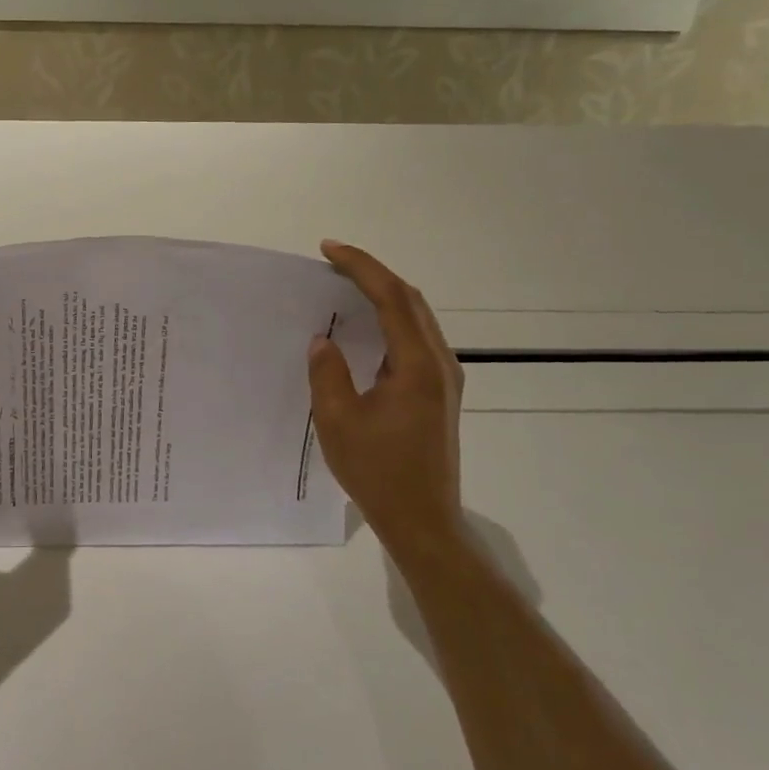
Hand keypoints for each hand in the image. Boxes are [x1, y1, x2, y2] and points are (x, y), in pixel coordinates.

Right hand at [307, 240, 465, 567]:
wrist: (423, 519)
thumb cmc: (378, 472)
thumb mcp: (338, 421)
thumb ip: (328, 372)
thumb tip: (324, 340)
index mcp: (417, 365)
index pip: (391, 298)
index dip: (360, 267)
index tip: (329, 250)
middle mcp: (440, 363)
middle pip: (410, 300)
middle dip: (372, 273)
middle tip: (333, 261)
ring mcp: (444, 378)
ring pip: (416, 317)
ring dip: (383, 294)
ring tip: (346, 285)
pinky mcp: (439, 392)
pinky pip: (416, 338)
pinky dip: (391, 318)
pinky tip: (367, 326)